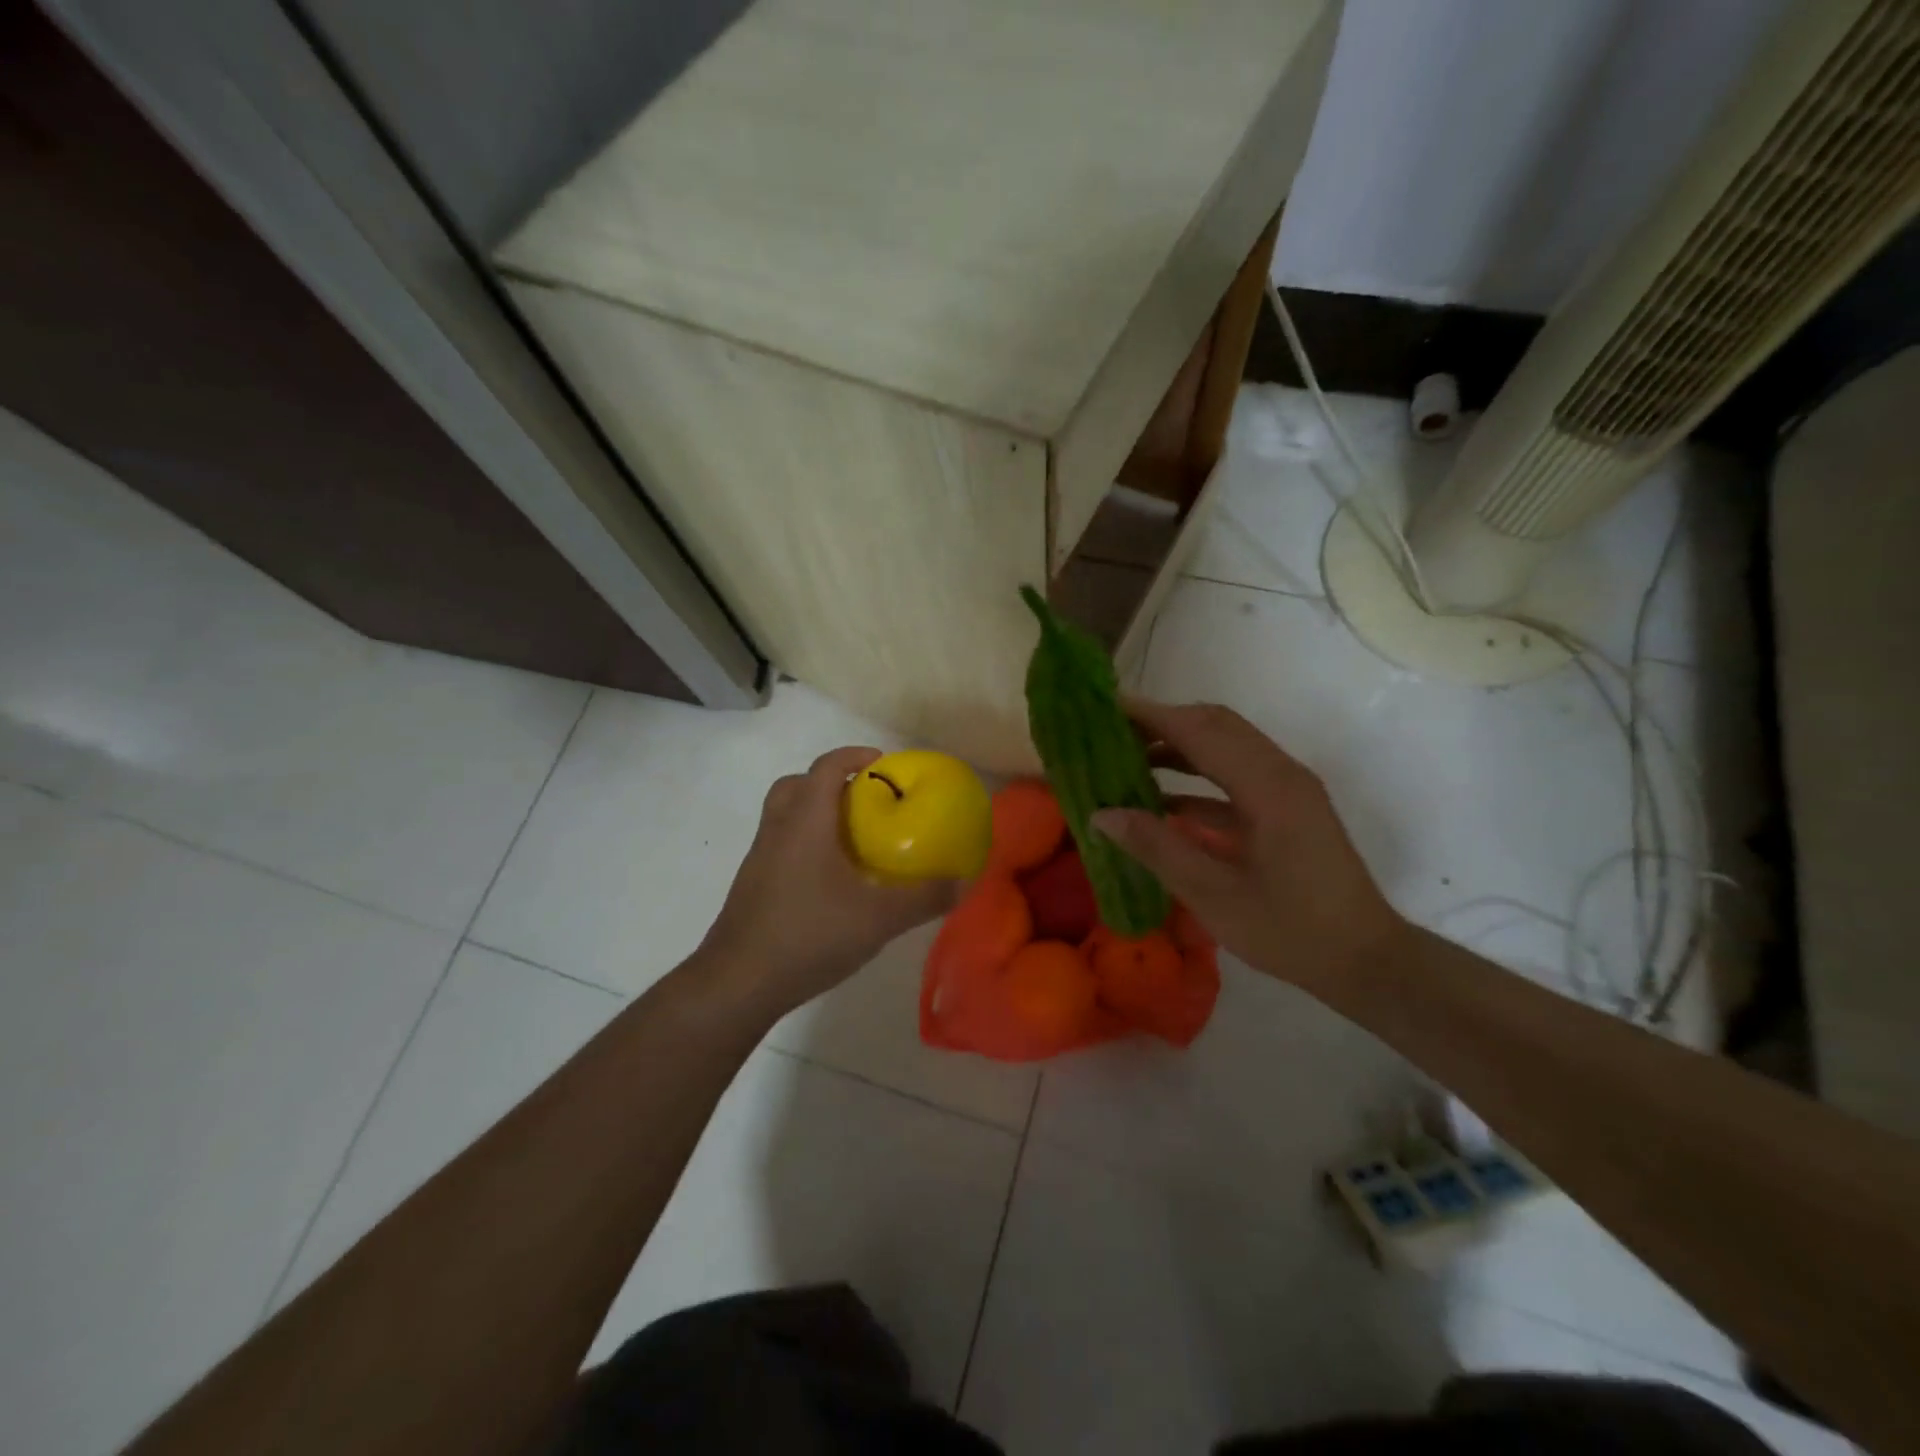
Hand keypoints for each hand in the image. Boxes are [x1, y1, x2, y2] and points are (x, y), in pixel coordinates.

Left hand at [697, 746, 960, 1017]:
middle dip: (830, 782)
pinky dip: (804, 845)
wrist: (738, 982)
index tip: (882, 762)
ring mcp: (760, 858)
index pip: (825, 767)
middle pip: (797, 785)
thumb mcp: (878, 918)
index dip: (853, 756)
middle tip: (863, 800)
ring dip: (814, 813)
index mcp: (805, 821)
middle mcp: (778, 830)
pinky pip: (780, 845)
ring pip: (784, 816)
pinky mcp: (753, 885)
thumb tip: (964, 882)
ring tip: (850, 840)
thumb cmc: (809, 934)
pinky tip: (830, 881)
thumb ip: (924, 898)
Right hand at [1091, 701, 1405, 993]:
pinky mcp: (1286, 808)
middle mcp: (1281, 773)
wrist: (1365, 960)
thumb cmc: (1291, 930)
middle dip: (1161, 722)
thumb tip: (1101, 814)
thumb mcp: (1214, 895)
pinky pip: (1235, 775)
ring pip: (1225, 747)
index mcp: (1268, 787)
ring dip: (1178, 746)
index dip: (1151, 715)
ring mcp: (1287, 789)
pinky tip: (1160, 800)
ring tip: (1126, 758)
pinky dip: (1196, 776)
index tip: (1105, 707)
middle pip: (1215, 726)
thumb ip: (1156, 848)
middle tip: (1110, 731)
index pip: (1200, 731)